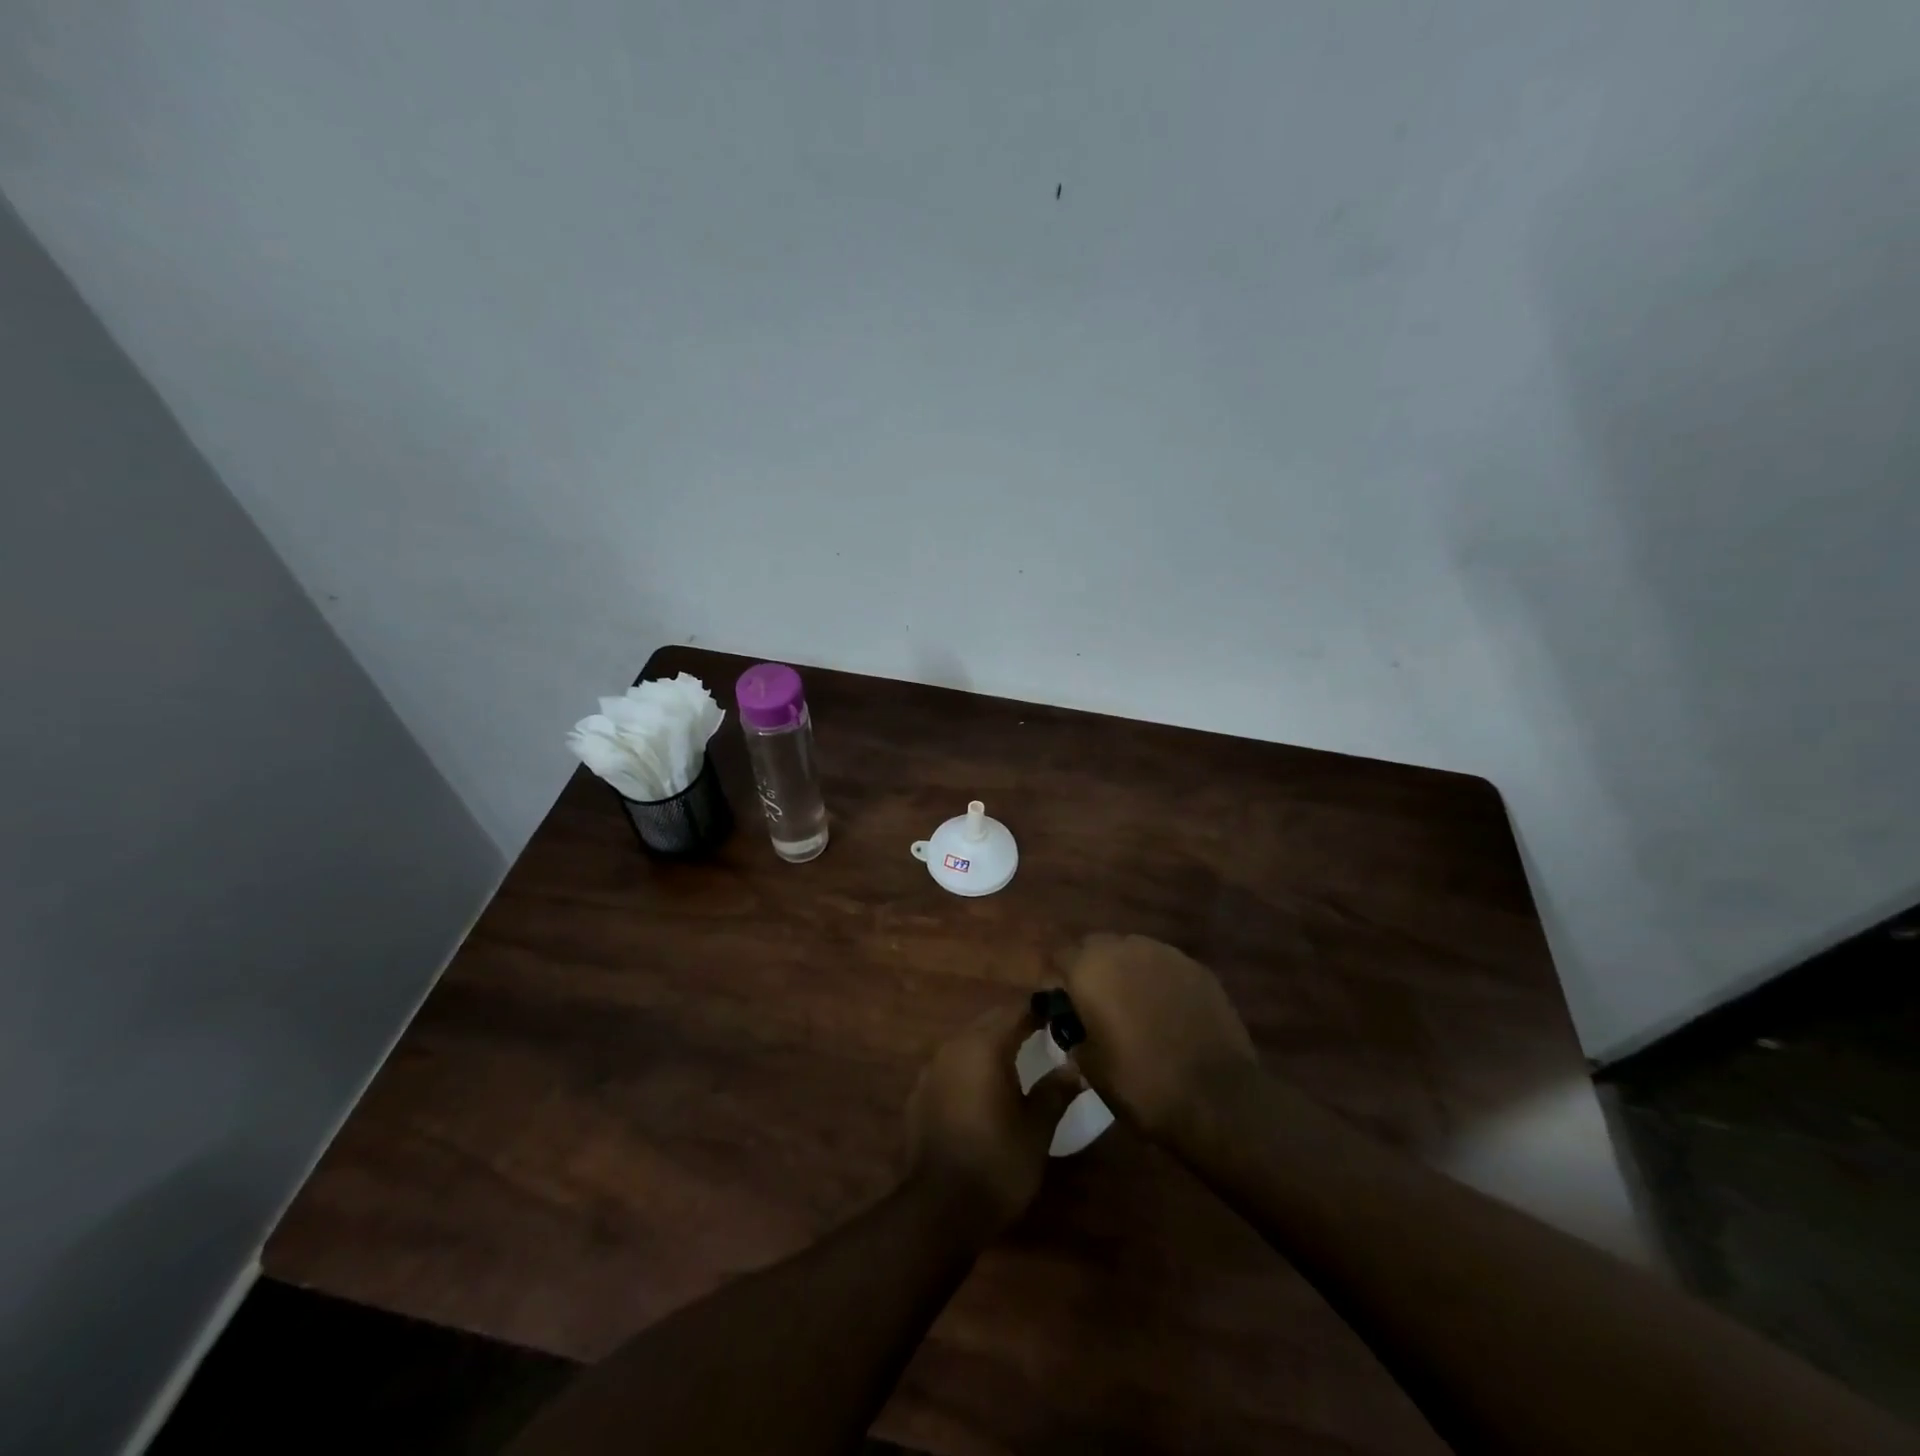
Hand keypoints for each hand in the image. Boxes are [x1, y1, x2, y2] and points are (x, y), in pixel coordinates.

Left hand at [905, 1003, 1080, 1235]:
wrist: (939, 1208)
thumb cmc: (997, 1163)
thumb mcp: (1037, 1129)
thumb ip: (1055, 1091)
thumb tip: (1072, 1068)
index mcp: (984, 1046)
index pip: (1016, 1011)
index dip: (1040, 1010)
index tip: (1061, 1014)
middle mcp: (954, 1046)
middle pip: (990, 1021)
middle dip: (1016, 1023)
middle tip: (1045, 1034)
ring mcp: (932, 1069)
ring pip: (968, 1041)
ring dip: (992, 1044)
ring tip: (1018, 1059)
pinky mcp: (919, 1093)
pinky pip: (952, 1065)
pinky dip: (972, 1066)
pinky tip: (985, 1088)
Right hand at [1056, 933, 1257, 1141]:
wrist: (1217, 1096)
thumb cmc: (1141, 1083)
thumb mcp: (1090, 1069)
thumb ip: (1074, 1038)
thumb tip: (1074, 1031)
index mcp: (1089, 968)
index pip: (1059, 956)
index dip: (1056, 979)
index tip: (1060, 1005)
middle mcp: (1124, 947)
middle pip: (1095, 947)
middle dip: (1090, 969)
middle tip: (1095, 1005)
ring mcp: (1165, 954)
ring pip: (1132, 952)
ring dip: (1125, 972)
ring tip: (1133, 1007)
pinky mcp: (1197, 968)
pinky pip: (1165, 966)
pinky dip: (1158, 981)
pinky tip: (1167, 1012)